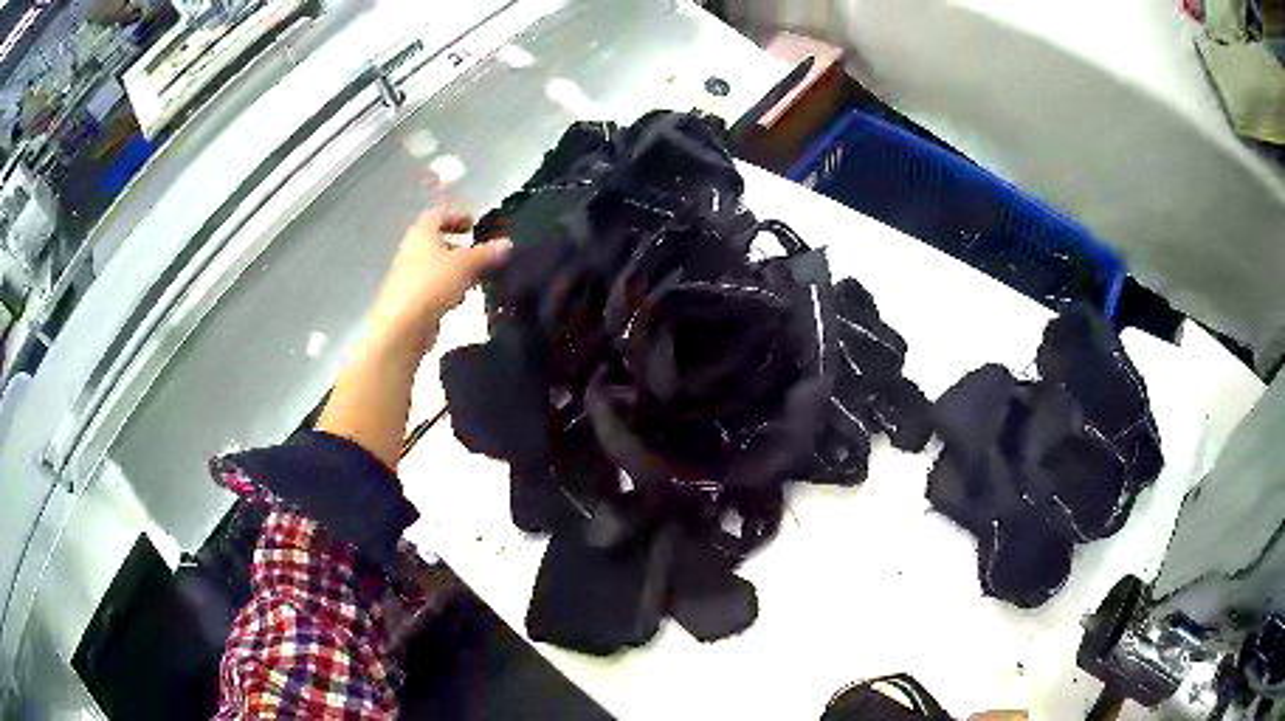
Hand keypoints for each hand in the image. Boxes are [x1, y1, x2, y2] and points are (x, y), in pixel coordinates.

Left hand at [365, 208, 511, 357]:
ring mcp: (409, 277)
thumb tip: (507, 243)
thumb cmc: (431, 284)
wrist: (401, 327)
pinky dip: (447, 290)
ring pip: (435, 267)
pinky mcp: (410, 301)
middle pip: (435, 242)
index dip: (456, 216)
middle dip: (458, 246)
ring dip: (455, 270)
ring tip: (476, 278)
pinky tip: (460, 301)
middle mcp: (412, 251)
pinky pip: (433, 288)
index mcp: (421, 234)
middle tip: (478, 251)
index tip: (473, 223)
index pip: (437, 215)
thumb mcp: (465, 264)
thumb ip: (486, 253)